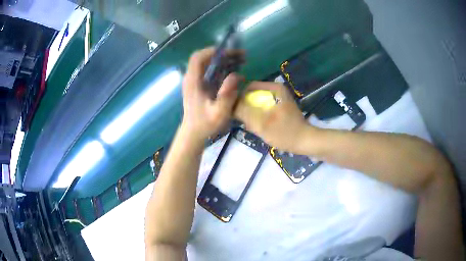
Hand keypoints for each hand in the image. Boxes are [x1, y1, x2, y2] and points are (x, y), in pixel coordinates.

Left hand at [181, 47, 243, 141]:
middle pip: (204, 58)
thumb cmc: (205, 125)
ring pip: (208, 64)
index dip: (212, 51)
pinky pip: (210, 71)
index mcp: (193, 82)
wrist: (193, 134)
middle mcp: (192, 78)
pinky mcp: (199, 86)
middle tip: (241, 56)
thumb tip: (236, 75)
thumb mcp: (219, 112)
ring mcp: (194, 82)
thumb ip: (227, 94)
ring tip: (241, 61)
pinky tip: (235, 72)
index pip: (197, 58)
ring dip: (224, 60)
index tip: (230, 53)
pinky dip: (222, 68)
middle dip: (223, 55)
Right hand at [234, 82, 313, 153]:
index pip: (248, 87)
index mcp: (274, 88)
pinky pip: (264, 108)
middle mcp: (276, 90)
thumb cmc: (285, 132)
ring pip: (258, 102)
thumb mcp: (261, 123)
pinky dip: (259, 116)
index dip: (239, 97)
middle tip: (243, 121)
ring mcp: (279, 98)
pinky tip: (259, 126)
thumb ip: (244, 112)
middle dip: (246, 107)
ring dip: (252, 113)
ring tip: (251, 125)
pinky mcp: (281, 107)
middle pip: (253, 95)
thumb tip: (229, 105)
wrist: (306, 142)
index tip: (234, 110)